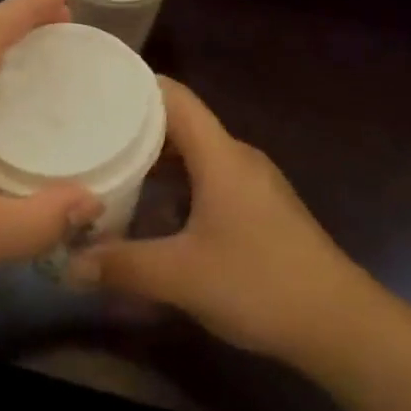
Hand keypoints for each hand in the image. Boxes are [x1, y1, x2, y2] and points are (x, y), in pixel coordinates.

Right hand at [67, 79, 360, 360]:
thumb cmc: (259, 283)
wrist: (340, 324)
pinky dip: (177, 182)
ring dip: (156, 158)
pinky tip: (153, 209)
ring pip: (195, 153)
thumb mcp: (181, 276)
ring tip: (112, 167)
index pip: (174, 97)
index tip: (95, 89)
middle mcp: (237, 157)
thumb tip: (70, 265)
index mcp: (220, 155)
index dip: (135, 86)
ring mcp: (252, 182)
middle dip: (135, 126)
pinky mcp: (260, 208)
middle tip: (90, 133)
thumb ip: (123, 266)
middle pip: (181, 123)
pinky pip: (209, 177)